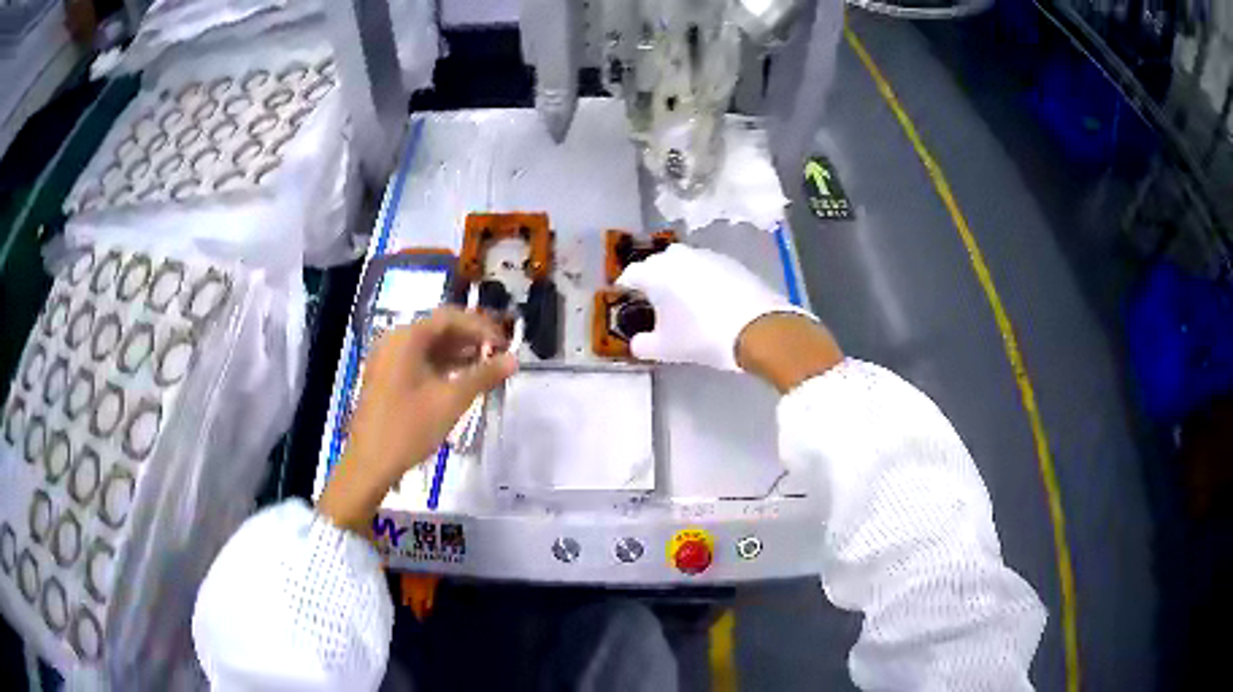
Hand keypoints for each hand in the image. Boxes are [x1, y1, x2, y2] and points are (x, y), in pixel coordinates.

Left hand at [317, 308, 517, 533]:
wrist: (369, 463)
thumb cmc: (409, 428)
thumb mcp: (451, 401)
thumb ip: (483, 376)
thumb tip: (513, 359)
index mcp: (407, 337)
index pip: (450, 317)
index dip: (481, 327)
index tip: (505, 343)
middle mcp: (395, 340)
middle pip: (438, 329)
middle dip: (470, 339)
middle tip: (499, 353)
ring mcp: (387, 359)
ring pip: (429, 346)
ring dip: (458, 353)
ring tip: (487, 366)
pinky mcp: (385, 377)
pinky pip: (418, 361)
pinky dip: (441, 366)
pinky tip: (461, 379)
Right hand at [615, 244, 811, 371]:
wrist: (758, 328)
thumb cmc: (702, 336)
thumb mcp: (666, 349)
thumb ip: (643, 345)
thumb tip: (637, 342)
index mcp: (656, 272)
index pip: (631, 274)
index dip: (625, 287)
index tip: (624, 298)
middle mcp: (679, 256)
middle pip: (658, 263)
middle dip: (654, 278)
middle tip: (654, 299)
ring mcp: (708, 256)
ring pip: (685, 263)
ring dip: (681, 277)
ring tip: (684, 299)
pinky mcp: (732, 263)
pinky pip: (708, 268)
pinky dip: (704, 280)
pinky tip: (710, 299)